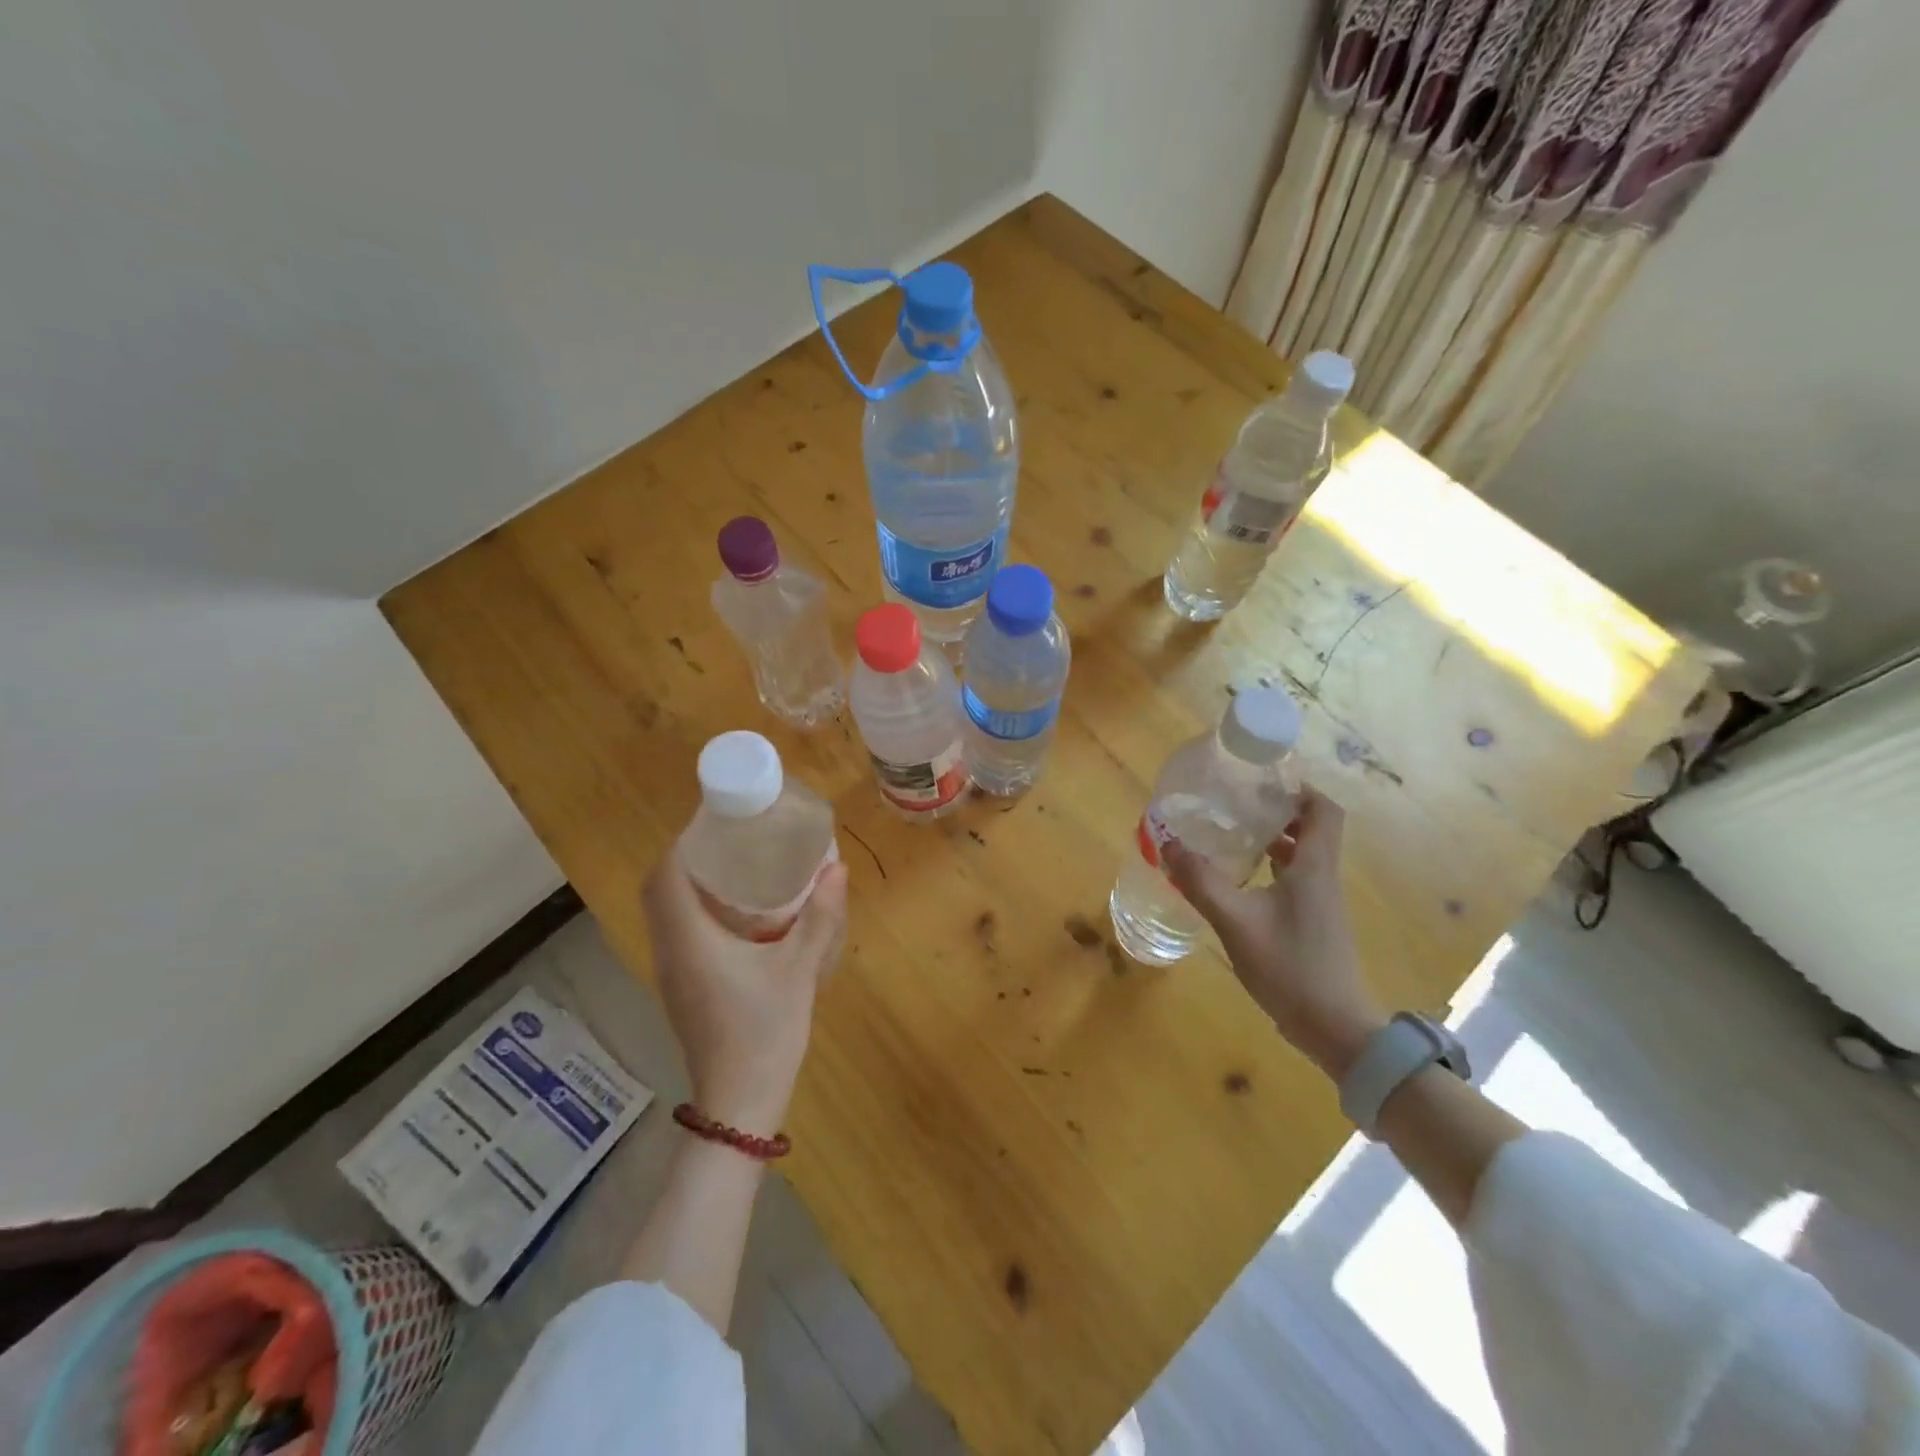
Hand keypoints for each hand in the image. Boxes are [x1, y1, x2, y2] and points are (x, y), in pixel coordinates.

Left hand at [641, 855, 849, 1136]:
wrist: (739, 1100)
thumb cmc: (765, 1030)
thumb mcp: (800, 969)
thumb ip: (820, 917)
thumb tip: (837, 868)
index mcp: (689, 940)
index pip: (666, 877)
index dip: (683, 843)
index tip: (714, 823)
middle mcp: (670, 951)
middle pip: (659, 891)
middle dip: (686, 859)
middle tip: (730, 841)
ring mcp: (671, 973)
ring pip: (665, 914)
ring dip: (688, 885)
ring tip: (734, 866)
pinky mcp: (681, 988)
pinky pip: (676, 934)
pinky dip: (694, 911)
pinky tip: (735, 913)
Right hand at [1162, 787, 1384, 1076]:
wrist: (1336, 1029)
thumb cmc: (1291, 968)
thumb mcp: (1236, 923)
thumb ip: (1201, 882)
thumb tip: (1167, 843)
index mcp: (1314, 868)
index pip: (1323, 810)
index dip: (1299, 789)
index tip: (1263, 781)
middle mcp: (1323, 878)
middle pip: (1312, 829)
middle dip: (1277, 811)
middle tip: (1236, 804)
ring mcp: (1321, 904)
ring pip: (1302, 856)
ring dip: (1273, 840)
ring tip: (1231, 835)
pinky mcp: (1314, 924)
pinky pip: (1295, 881)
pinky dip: (1271, 869)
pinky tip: (1239, 881)